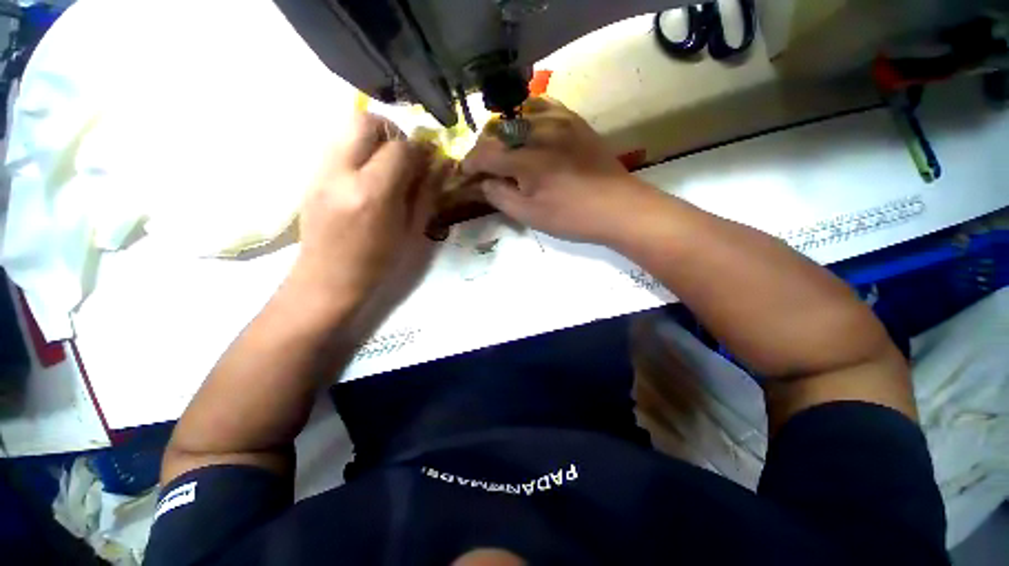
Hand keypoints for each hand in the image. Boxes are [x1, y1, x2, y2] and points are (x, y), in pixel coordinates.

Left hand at [287, 113, 450, 323]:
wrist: (329, 278)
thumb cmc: (379, 262)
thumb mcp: (412, 230)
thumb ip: (426, 192)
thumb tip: (441, 163)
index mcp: (373, 194)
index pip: (399, 148)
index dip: (419, 150)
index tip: (429, 160)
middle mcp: (342, 174)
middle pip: (365, 120)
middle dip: (392, 131)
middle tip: (404, 155)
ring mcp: (321, 171)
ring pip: (347, 128)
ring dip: (374, 139)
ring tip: (387, 166)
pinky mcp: (311, 174)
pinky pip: (338, 145)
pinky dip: (359, 150)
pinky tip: (368, 176)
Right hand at [461, 98, 660, 243]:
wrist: (617, 207)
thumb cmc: (571, 216)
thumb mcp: (530, 215)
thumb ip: (501, 197)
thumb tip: (483, 183)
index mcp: (526, 160)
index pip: (485, 153)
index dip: (470, 163)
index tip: (465, 174)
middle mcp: (539, 132)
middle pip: (498, 132)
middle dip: (485, 149)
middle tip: (484, 168)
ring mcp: (560, 122)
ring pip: (517, 116)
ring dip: (504, 133)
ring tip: (504, 150)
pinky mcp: (575, 121)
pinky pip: (544, 107)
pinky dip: (528, 116)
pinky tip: (528, 130)